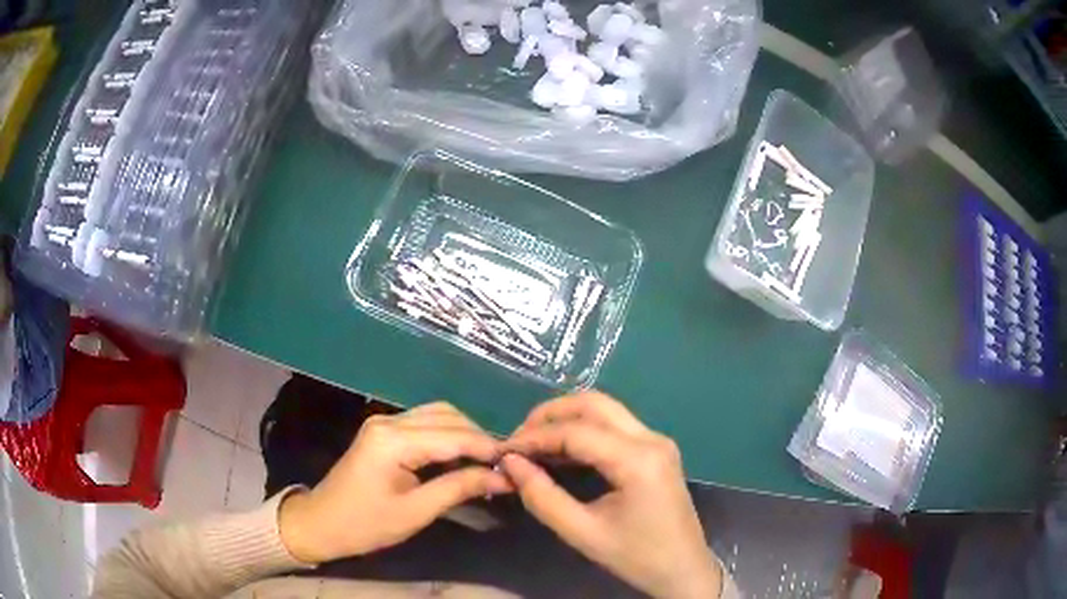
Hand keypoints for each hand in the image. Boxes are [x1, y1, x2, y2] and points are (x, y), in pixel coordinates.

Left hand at [279, 402, 511, 563]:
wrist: (321, 523)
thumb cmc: (366, 524)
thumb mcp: (416, 512)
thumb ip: (459, 488)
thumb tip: (503, 478)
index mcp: (394, 440)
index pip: (454, 435)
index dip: (489, 448)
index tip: (517, 464)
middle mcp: (389, 421)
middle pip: (448, 415)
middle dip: (479, 437)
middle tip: (503, 466)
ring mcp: (384, 423)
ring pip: (437, 415)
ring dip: (465, 434)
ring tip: (486, 462)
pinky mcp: (383, 431)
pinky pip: (424, 424)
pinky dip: (448, 436)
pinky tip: (460, 457)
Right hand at [503, 392, 722, 598]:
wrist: (683, 569)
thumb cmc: (636, 557)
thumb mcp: (582, 533)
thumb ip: (543, 497)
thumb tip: (511, 463)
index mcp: (638, 460)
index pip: (576, 432)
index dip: (535, 437)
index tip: (502, 451)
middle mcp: (651, 438)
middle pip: (593, 404)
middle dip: (550, 415)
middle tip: (517, 440)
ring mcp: (657, 441)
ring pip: (605, 410)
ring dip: (566, 419)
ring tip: (532, 444)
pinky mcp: (656, 450)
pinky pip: (615, 426)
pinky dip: (584, 430)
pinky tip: (561, 451)